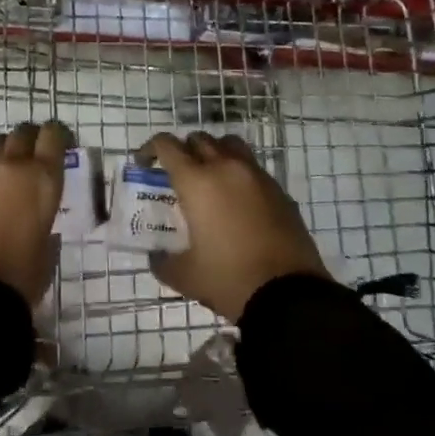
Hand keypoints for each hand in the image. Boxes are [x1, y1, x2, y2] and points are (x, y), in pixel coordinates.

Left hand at [0, 120, 70, 305]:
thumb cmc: (22, 273)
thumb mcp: (48, 244)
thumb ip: (44, 216)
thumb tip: (37, 213)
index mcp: (42, 177)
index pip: (53, 135)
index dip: (57, 136)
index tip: (58, 144)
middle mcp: (12, 165)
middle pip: (22, 133)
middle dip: (29, 141)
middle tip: (31, 158)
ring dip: (3, 159)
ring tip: (4, 181)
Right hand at [141, 132, 327, 320]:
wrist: (289, 296)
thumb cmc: (229, 279)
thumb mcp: (185, 276)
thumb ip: (163, 261)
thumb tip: (156, 256)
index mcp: (197, 181)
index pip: (167, 145)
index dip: (150, 149)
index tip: (144, 164)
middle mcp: (226, 167)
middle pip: (199, 139)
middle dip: (183, 150)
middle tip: (177, 174)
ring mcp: (256, 176)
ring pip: (230, 145)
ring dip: (214, 153)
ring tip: (209, 178)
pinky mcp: (279, 190)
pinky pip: (253, 168)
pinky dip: (239, 173)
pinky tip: (237, 202)